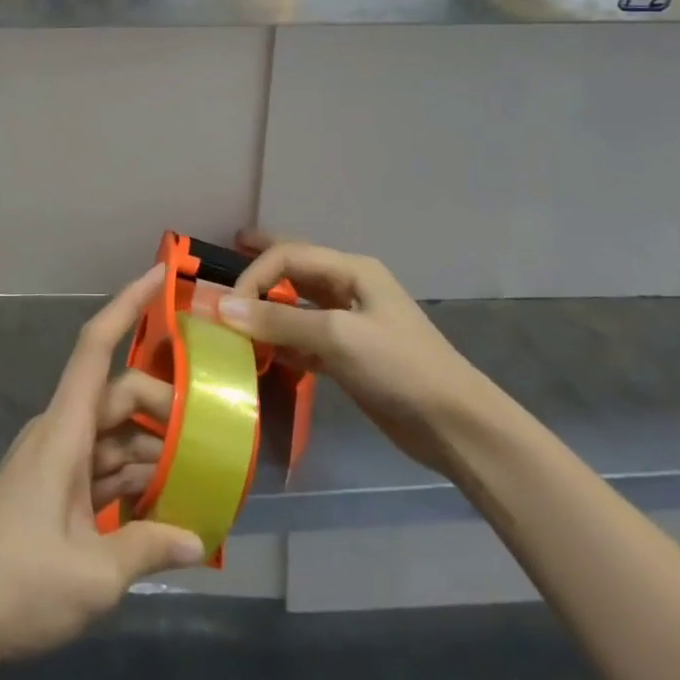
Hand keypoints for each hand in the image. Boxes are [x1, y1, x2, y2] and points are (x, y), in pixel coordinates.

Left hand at [0, 267, 204, 667]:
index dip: (127, 304)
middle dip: (163, 405)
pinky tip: (166, 505)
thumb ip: (148, 547)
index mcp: (65, 429)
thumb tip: (199, 539)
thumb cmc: (17, 583)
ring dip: (153, 448)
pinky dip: (133, 478)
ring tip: (202, 471)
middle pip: (118, 396)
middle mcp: (61, 431)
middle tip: (213, 429)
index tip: (159, 274)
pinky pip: (102, 467)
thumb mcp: (92, 576)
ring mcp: (56, 461)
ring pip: (114, 435)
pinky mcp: (55, 491)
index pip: (97, 346)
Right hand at [218, 233, 491, 472]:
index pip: (289, 255)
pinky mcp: (350, 357)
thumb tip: (223, 307)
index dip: (254, 273)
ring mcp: (351, 323)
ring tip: (235, 309)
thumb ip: (279, 320)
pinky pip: (305, 338)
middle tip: (227, 252)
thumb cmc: (399, 367)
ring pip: (298, 304)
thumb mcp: (337, 337)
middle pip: (295, 268)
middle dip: (261, 261)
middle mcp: (349, 288)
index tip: (227, 306)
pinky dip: (282, 340)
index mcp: (352, 270)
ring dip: (267, 307)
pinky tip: (261, 350)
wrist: (457, 427)